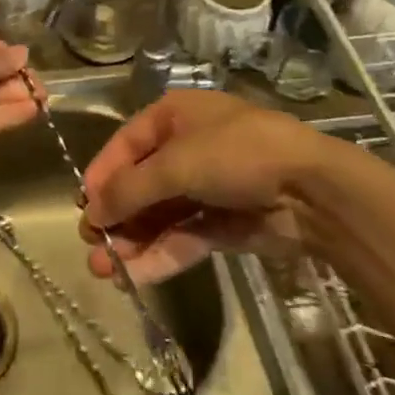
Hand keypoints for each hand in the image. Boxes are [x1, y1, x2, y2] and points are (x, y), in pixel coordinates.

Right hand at [79, 89, 318, 283]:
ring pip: (159, 215)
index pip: (127, 144)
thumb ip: (131, 188)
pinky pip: (182, 238)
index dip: (103, 174)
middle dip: (116, 214)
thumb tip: (91, 210)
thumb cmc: (235, 154)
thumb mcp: (176, 163)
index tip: (83, 206)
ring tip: (103, 271)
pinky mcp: (223, 224)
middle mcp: (187, 148)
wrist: (311, 190)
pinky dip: (159, 256)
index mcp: (175, 116)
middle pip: (141, 183)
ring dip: (132, 240)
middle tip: (91, 246)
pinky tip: (134, 277)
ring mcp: (207, 188)